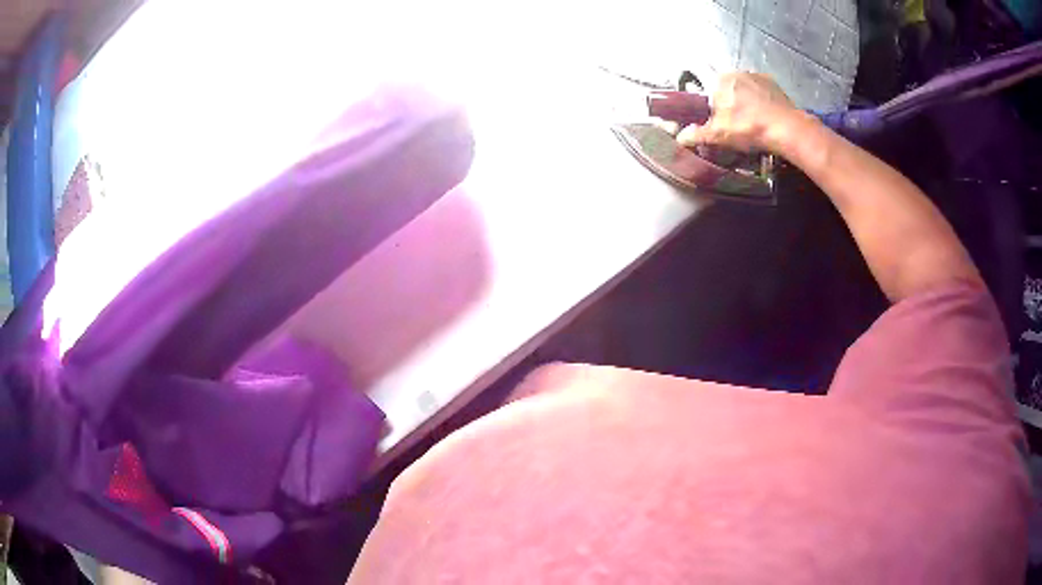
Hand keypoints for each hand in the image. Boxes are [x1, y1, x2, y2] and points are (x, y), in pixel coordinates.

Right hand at [676, 72, 802, 153]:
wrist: (786, 129)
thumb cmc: (748, 128)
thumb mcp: (719, 135)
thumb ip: (697, 134)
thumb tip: (680, 138)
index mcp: (718, 79)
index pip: (704, 84)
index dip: (707, 102)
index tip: (714, 117)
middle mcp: (735, 71)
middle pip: (724, 86)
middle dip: (726, 100)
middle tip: (732, 123)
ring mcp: (756, 75)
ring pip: (743, 87)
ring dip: (744, 100)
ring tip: (750, 121)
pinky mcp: (773, 83)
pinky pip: (760, 90)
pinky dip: (760, 100)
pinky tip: (764, 115)